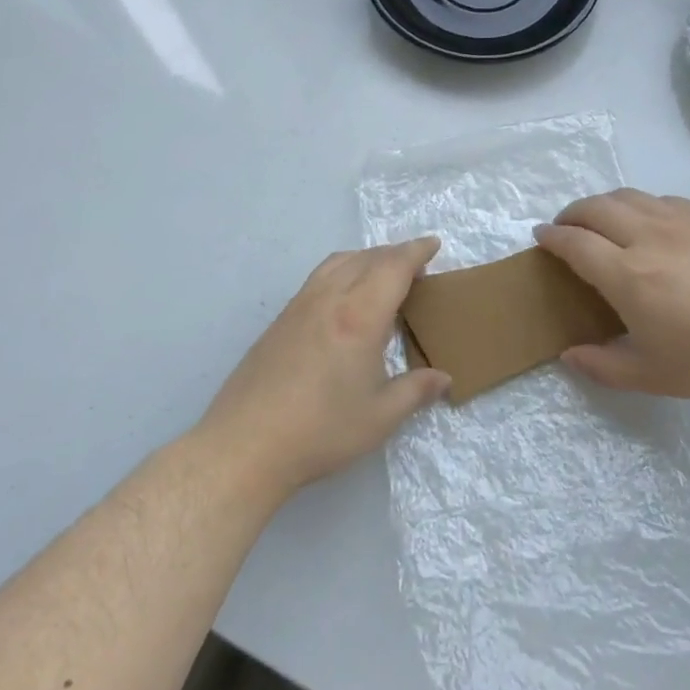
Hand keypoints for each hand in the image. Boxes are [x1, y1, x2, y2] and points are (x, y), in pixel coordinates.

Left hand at [194, 238, 449, 498]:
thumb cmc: (321, 431)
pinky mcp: (280, 321)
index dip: (416, 252)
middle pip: (366, 258)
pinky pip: (318, 278)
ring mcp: (299, 307)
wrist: (246, 445)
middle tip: (416, 267)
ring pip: (337, 263)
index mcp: (359, 316)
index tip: (433, 245)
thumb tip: (444, 379)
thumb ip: (416, 391)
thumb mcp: (380, 417)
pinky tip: (345, 301)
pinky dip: (342, 272)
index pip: (393, 267)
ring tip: (381, 276)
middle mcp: (328, 300)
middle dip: (394, 254)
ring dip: (365, 259)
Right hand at [535, 190, 689, 401]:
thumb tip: (569, 354)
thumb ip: (602, 365)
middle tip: (565, 228)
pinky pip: (662, 200)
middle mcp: (648, 238)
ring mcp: (681, 223)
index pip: (575, 243)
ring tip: (600, 221)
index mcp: (628, 277)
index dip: (552, 237)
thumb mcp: (650, 375)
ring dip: (603, 204)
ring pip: (629, 196)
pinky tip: (647, 222)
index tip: (540, 236)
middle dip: (571, 214)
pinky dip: (640, 205)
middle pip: (596, 209)